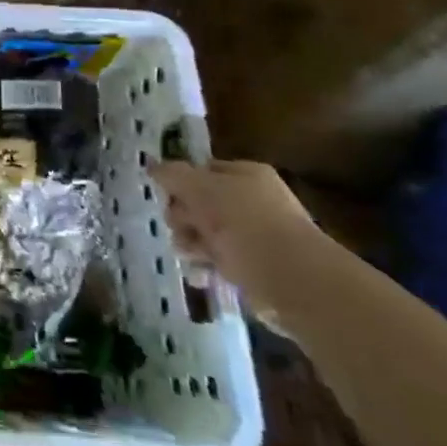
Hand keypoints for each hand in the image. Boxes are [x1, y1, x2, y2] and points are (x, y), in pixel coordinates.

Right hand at [152, 159, 318, 302]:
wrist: (294, 280)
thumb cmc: (245, 224)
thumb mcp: (200, 189)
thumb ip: (172, 174)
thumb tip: (152, 165)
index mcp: (247, 175)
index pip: (202, 170)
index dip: (180, 183)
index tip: (168, 200)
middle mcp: (255, 201)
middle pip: (201, 203)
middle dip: (183, 217)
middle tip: (181, 229)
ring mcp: (258, 235)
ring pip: (208, 233)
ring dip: (192, 243)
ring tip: (191, 255)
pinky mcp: (258, 267)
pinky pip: (222, 260)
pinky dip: (208, 266)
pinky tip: (202, 273)